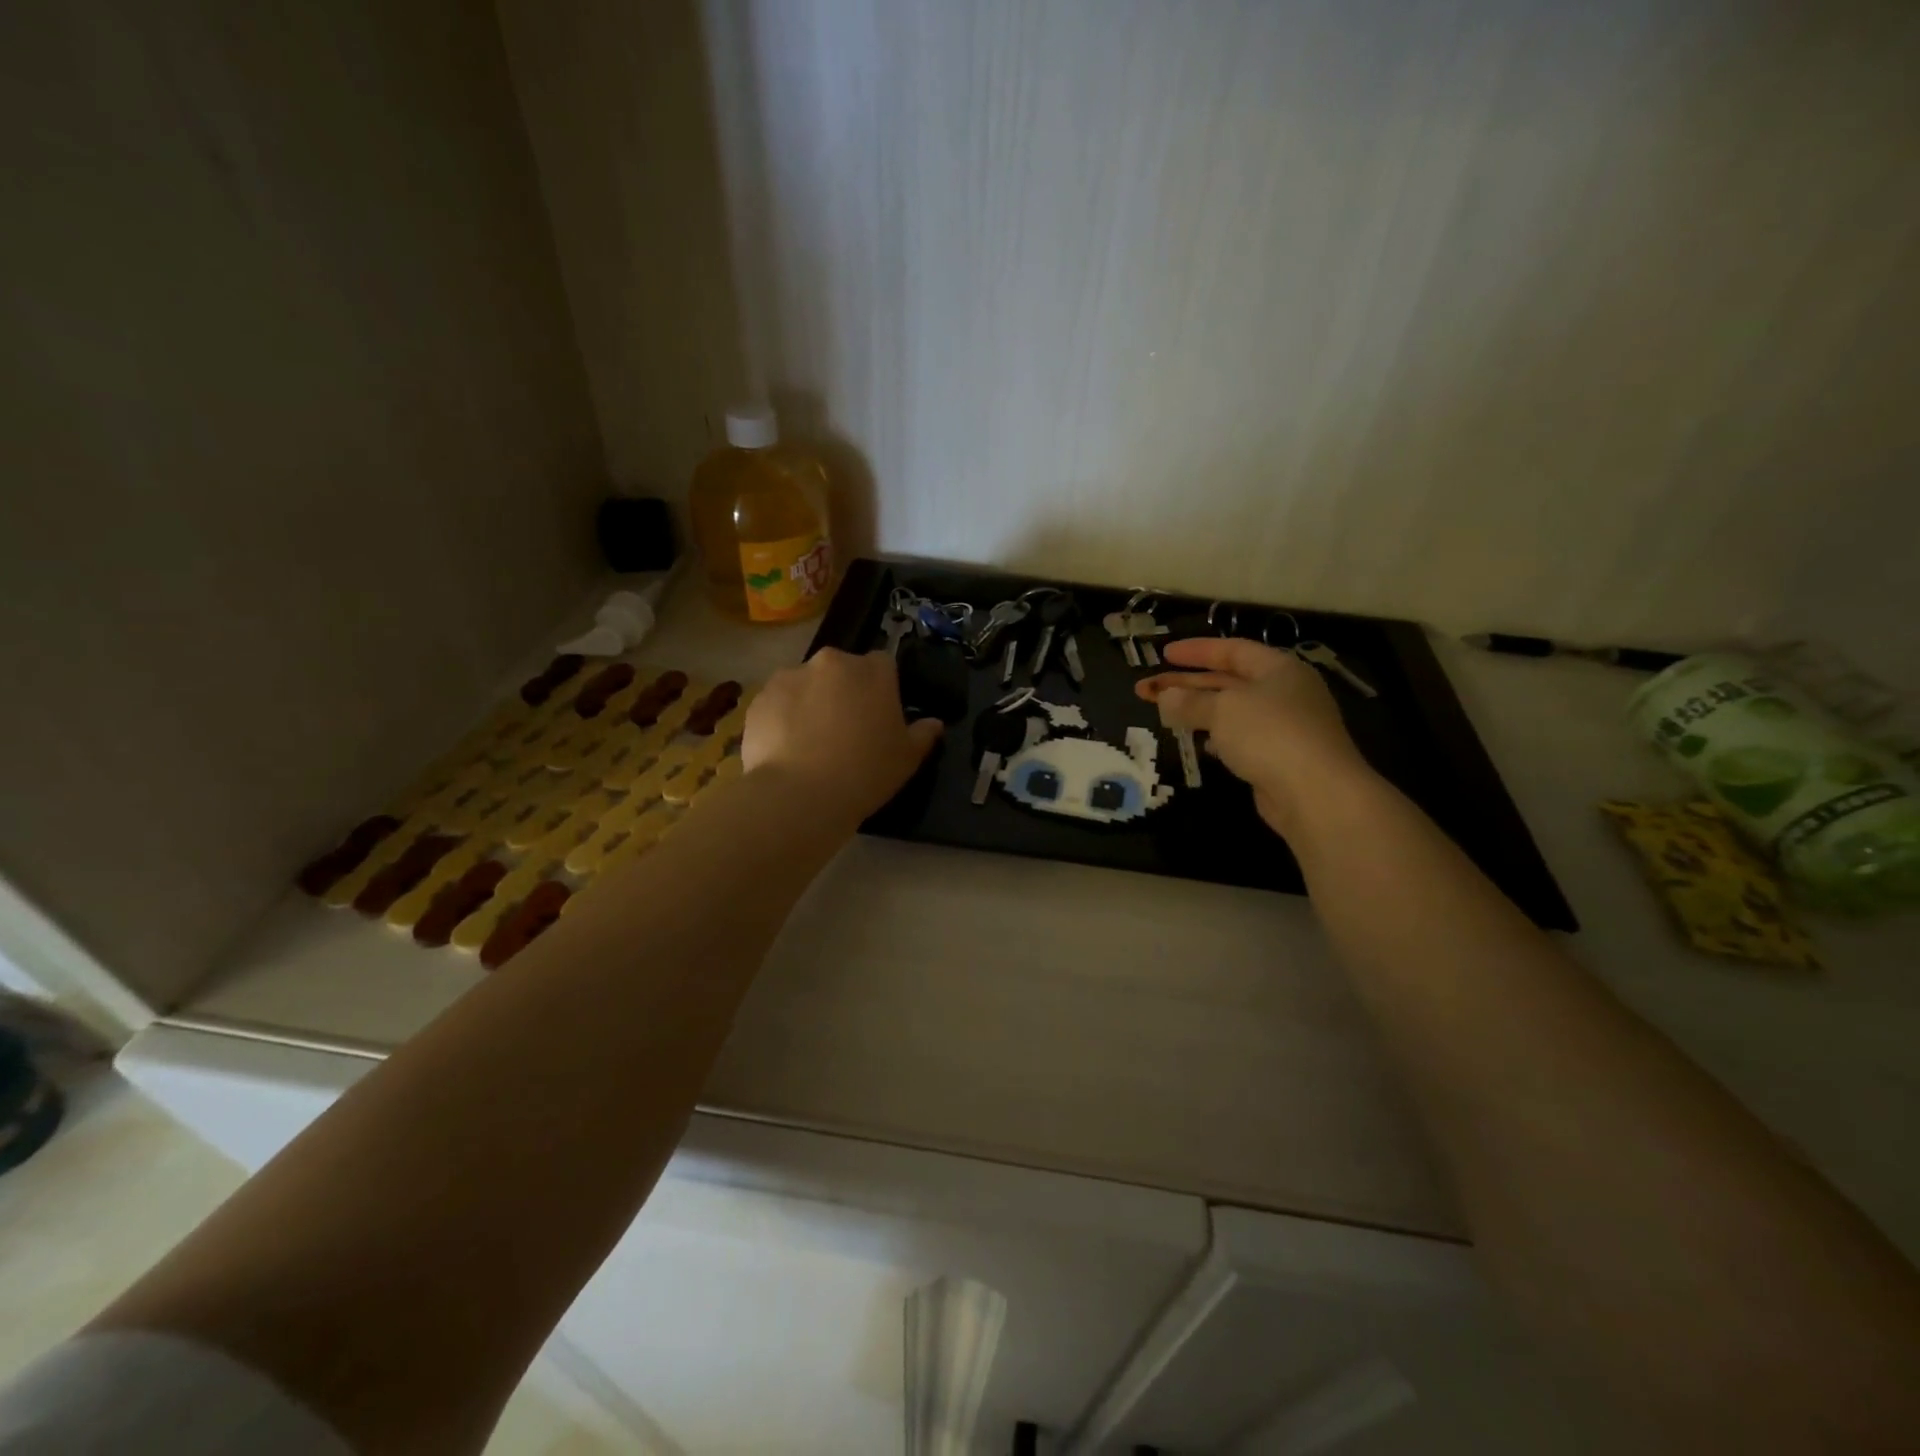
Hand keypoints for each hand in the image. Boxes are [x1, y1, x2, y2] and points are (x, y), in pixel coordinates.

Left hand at [742, 648, 943, 825]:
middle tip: (845, 729)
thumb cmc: (865, 772)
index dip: (881, 689)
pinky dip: (783, 717)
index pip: (883, 665)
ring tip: (810, 742)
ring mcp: (789, 676)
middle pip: (841, 670)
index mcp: (872, 671)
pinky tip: (786, 748)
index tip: (879, 715)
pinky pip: (778, 702)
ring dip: (811, 702)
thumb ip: (923, 734)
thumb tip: (934, 723)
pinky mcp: (760, 698)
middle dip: (843, 691)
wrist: (799, 795)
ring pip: (806, 684)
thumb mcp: (907, 759)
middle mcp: (831, 662)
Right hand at [1136, 638, 1374, 834]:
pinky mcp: (1280, 758)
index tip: (1164, 654)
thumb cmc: (1269, 734)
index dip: (1197, 651)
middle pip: (1228, 681)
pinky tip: (1200, 743)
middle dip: (1186, 684)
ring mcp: (1284, 727)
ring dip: (1198, 710)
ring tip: (1165, 714)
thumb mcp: (1222, 710)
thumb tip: (1165, 697)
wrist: (1315, 793)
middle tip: (1147, 689)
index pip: (1233, 649)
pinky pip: (1242, 738)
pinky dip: (1217, 736)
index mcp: (1278, 669)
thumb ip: (1190, 701)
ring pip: (1232, 711)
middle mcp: (1285, 692)